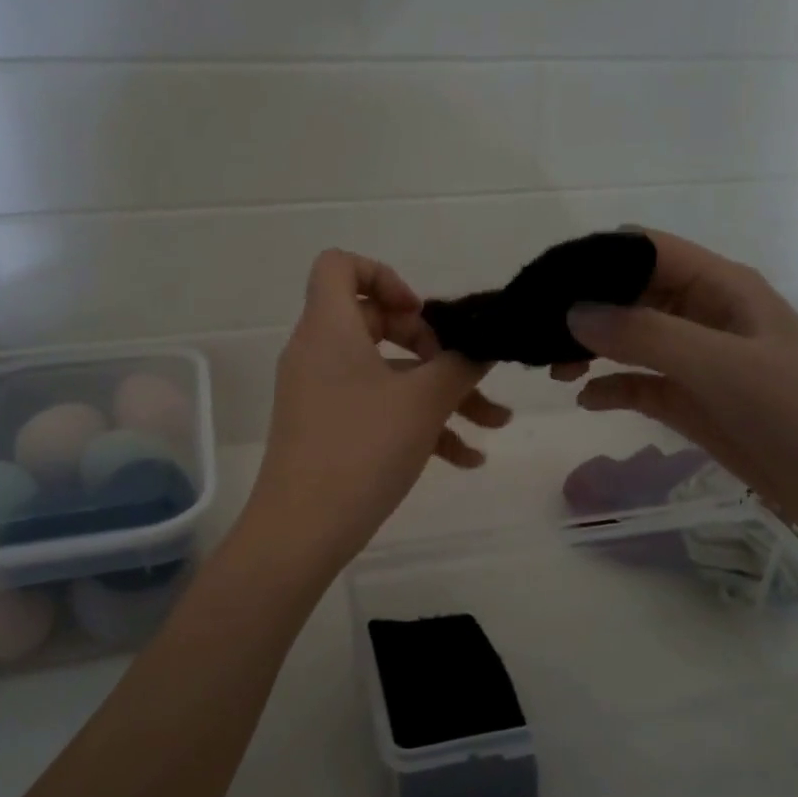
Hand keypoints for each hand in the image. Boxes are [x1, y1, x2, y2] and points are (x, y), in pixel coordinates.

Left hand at [244, 250, 508, 569]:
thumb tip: (485, 343)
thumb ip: (461, 364)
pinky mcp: (327, 430)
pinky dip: (417, 424)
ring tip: (495, 423)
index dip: (384, 276)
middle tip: (460, 368)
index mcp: (329, 328)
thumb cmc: (362, 449)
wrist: (302, 531)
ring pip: (387, 375)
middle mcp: (319, 353)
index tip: (421, 314)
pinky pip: (376, 410)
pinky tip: (466, 459)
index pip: (339, 265)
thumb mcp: (423, 402)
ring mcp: (321, 394)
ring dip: (440, 393)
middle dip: (431, 345)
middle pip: (376, 322)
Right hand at [558, 230, 797, 544]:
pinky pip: (640, 384)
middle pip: (630, 295)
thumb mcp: (720, 364)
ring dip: (592, 349)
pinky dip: (611, 388)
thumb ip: (646, 335)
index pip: (645, 251)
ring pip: (629, 340)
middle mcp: (702, 314)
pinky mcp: (691, 400)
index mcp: (718, 287)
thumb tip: (574, 313)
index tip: (546, 284)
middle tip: (539, 334)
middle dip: (585, 310)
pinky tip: (587, 400)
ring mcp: (696, 360)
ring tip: (554, 368)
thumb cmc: (795, 408)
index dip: (595, 260)